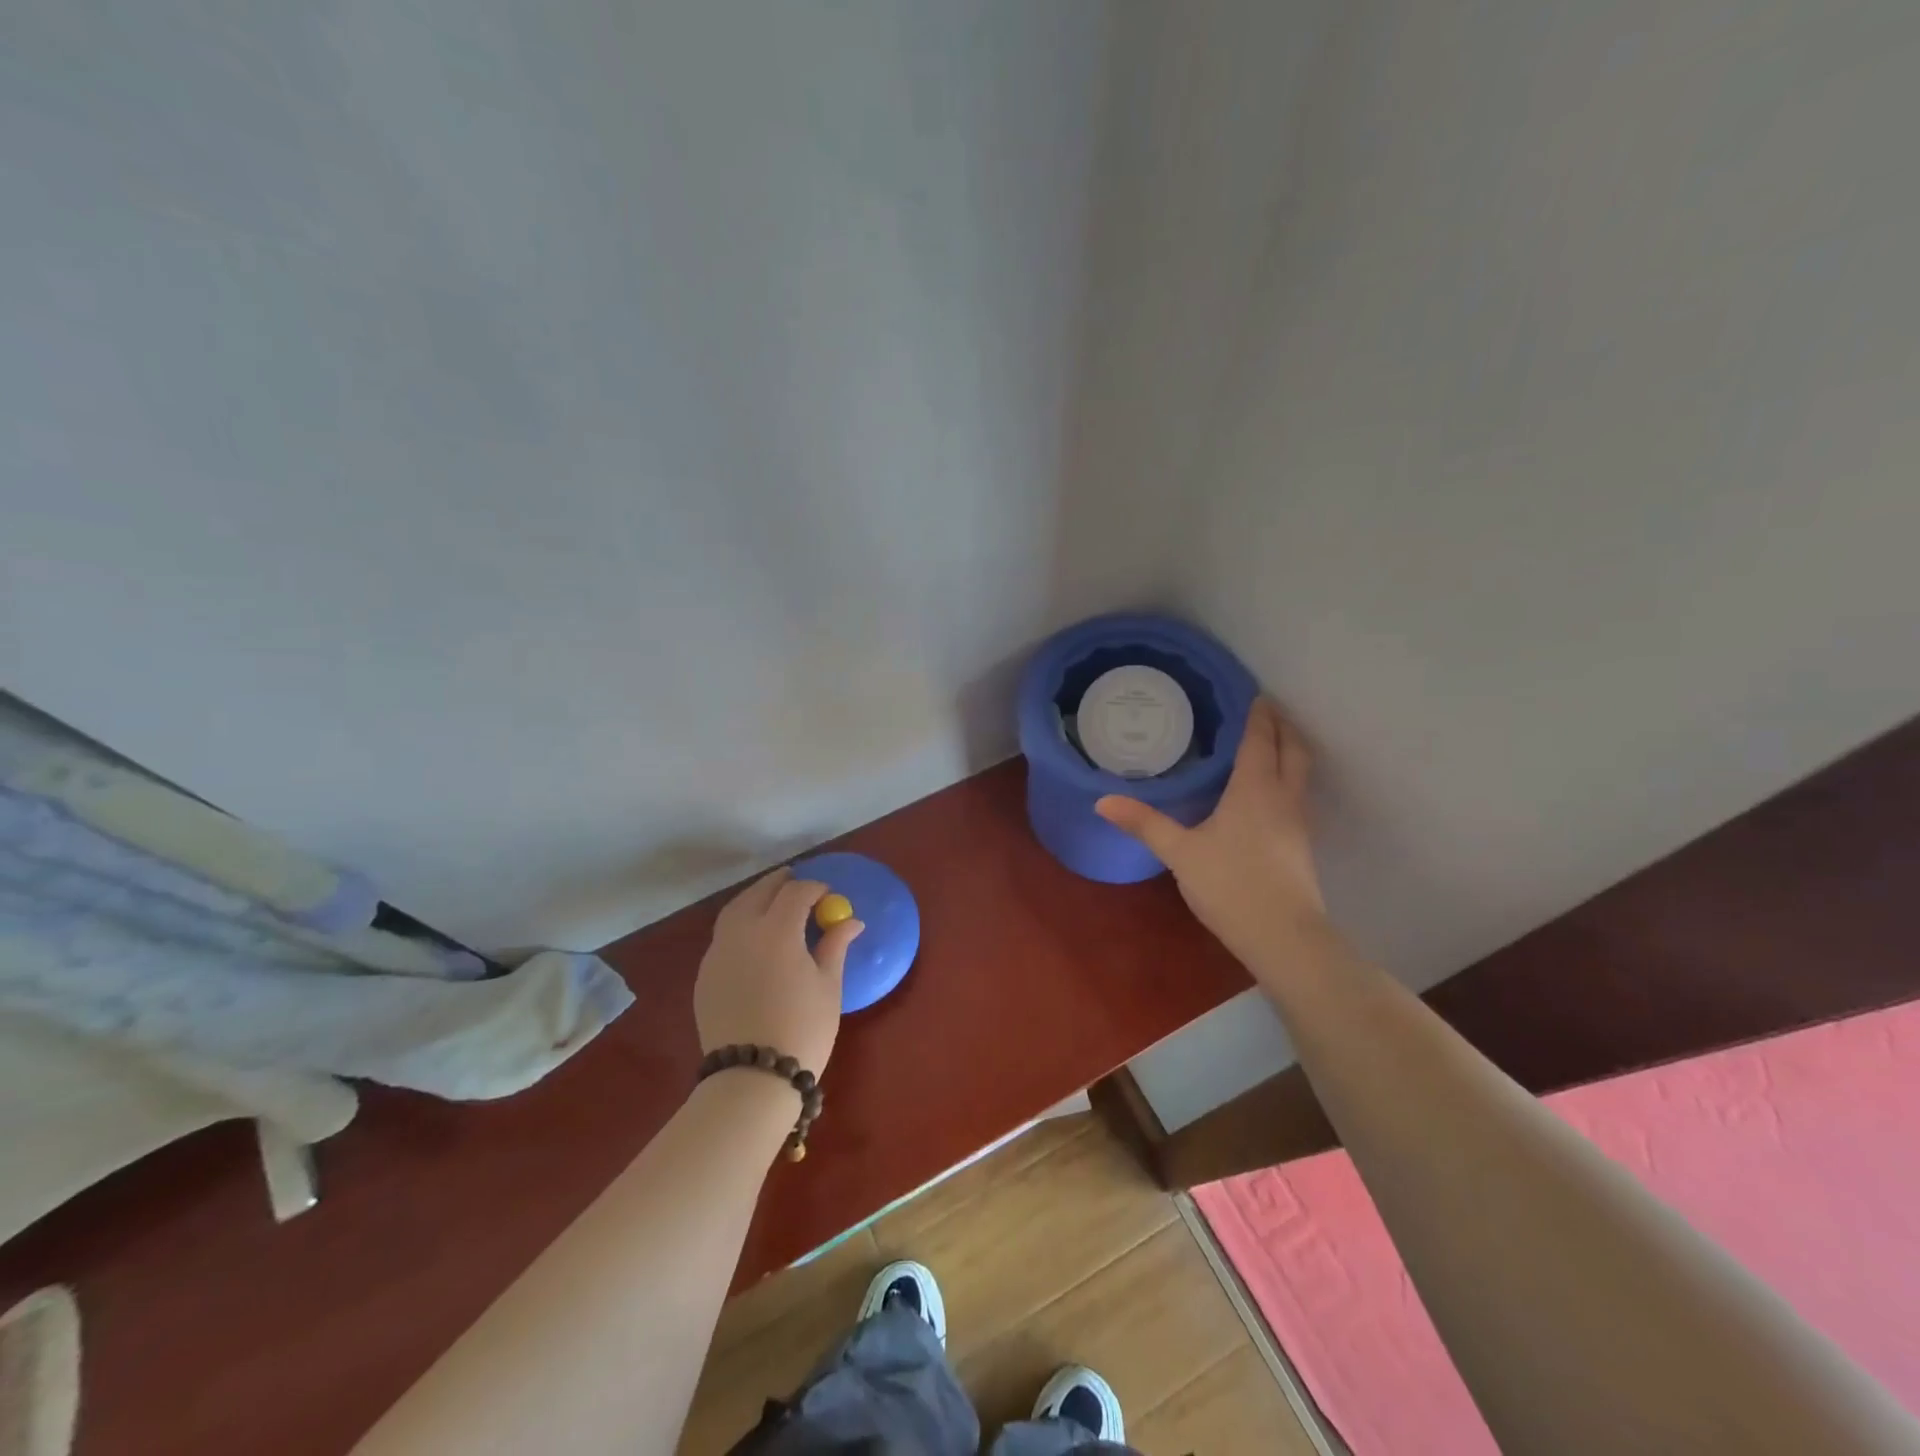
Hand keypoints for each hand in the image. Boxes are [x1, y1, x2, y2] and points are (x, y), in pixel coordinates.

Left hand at [694, 868, 862, 1077]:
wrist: (751, 1078)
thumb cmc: (802, 1029)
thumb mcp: (828, 986)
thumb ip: (835, 946)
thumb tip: (850, 921)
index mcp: (776, 930)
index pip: (796, 892)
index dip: (815, 888)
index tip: (828, 896)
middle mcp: (742, 932)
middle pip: (760, 892)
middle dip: (781, 883)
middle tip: (798, 882)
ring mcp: (718, 953)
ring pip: (735, 910)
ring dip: (755, 898)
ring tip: (773, 902)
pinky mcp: (704, 975)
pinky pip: (723, 936)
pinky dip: (740, 924)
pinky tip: (753, 939)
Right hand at [1096, 697, 1325, 970]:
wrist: (1284, 936)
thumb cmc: (1230, 885)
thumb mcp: (1180, 853)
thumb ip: (1144, 823)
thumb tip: (1102, 801)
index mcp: (1255, 788)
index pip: (1260, 739)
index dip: (1259, 715)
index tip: (1255, 694)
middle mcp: (1283, 796)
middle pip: (1293, 749)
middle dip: (1282, 726)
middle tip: (1266, 710)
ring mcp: (1298, 821)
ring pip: (1301, 772)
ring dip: (1290, 750)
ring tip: (1269, 743)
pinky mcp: (1302, 844)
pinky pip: (1298, 794)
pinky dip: (1288, 777)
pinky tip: (1268, 793)